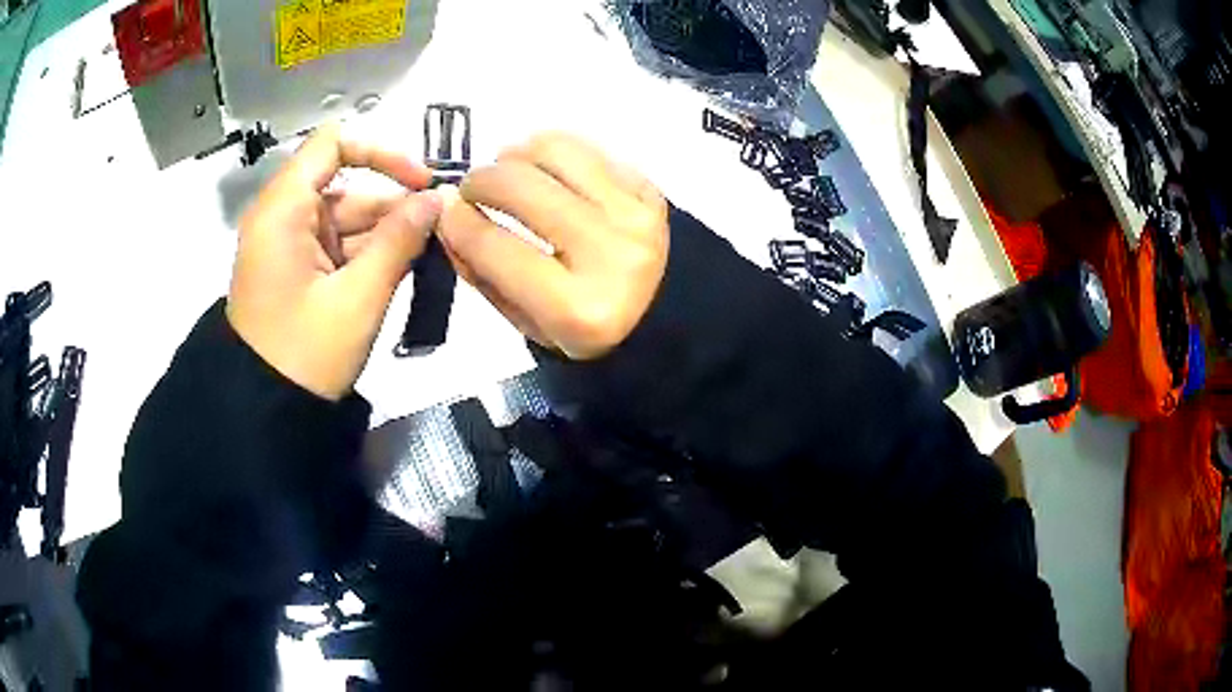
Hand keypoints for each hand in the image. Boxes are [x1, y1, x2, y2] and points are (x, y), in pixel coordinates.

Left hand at [227, 123, 441, 400]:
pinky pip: (339, 247)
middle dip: (394, 208)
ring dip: (387, 237)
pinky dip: (370, 257)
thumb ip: (400, 241)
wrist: (266, 411)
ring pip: (348, 220)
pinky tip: (403, 272)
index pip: (334, 143)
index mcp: (284, 210)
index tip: (420, 182)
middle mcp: (284, 216)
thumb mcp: (358, 298)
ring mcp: (290, 245)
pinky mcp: (298, 269)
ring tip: (429, 259)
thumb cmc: (306, 354)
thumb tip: (438, 198)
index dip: (381, 152)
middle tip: (441, 233)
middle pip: (347, 186)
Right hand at [437, 133, 668, 359]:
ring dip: (515, 155)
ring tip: (507, 172)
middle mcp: (612, 255)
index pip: (496, 246)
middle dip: (480, 180)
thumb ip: (480, 272)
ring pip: (553, 150)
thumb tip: (447, 216)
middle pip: (521, 187)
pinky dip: (553, 152)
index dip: (457, 220)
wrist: (659, 313)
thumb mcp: (525, 322)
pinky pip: (587, 148)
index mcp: (578, 308)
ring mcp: (636, 215)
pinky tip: (546, 171)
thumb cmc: (584, 328)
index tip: (443, 208)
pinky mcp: (650, 189)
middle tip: (472, 189)